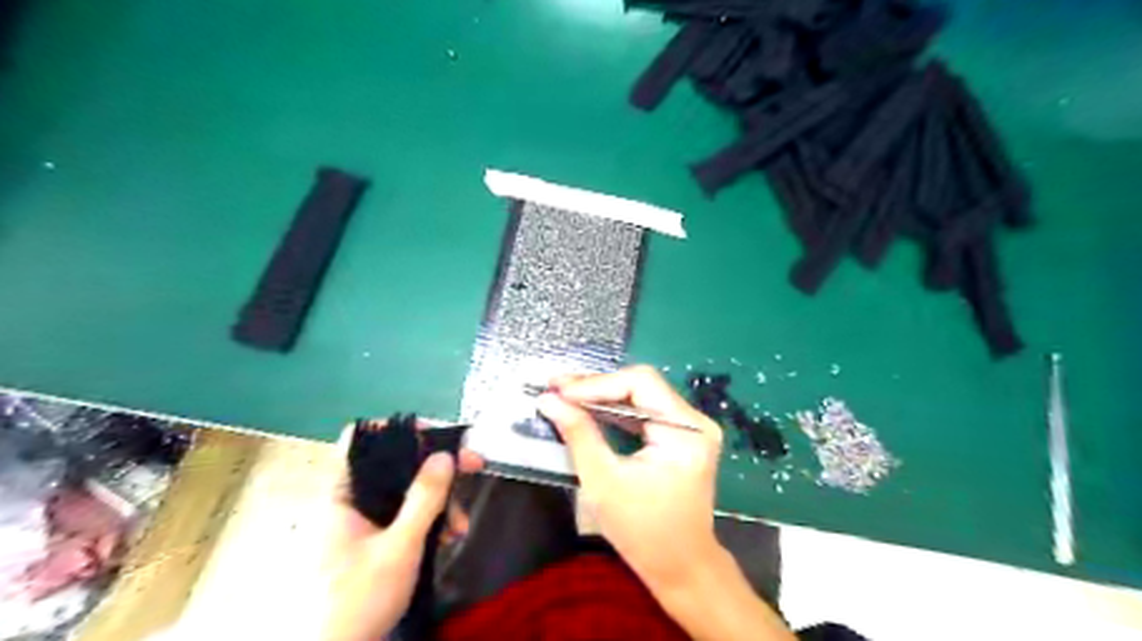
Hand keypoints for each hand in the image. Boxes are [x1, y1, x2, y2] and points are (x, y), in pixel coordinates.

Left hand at [317, 420, 483, 640]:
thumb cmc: (356, 600)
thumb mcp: (399, 547)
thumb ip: (423, 498)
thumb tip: (443, 455)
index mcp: (343, 493)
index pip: (363, 439)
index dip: (399, 429)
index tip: (437, 435)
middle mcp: (352, 501)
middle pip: (397, 465)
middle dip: (437, 469)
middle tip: (473, 466)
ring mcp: (364, 522)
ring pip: (407, 493)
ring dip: (439, 501)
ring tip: (460, 525)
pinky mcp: (375, 541)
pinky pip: (406, 517)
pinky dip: (430, 521)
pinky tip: (449, 536)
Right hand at [535, 365, 719, 589]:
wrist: (680, 567)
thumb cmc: (643, 531)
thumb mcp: (604, 481)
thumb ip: (578, 434)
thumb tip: (548, 400)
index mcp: (686, 430)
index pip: (640, 383)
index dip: (596, 383)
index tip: (559, 391)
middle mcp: (695, 420)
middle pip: (641, 385)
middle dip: (595, 386)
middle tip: (555, 387)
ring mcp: (690, 427)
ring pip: (640, 395)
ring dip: (601, 395)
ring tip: (563, 394)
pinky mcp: (680, 436)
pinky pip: (644, 411)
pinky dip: (614, 410)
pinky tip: (586, 408)